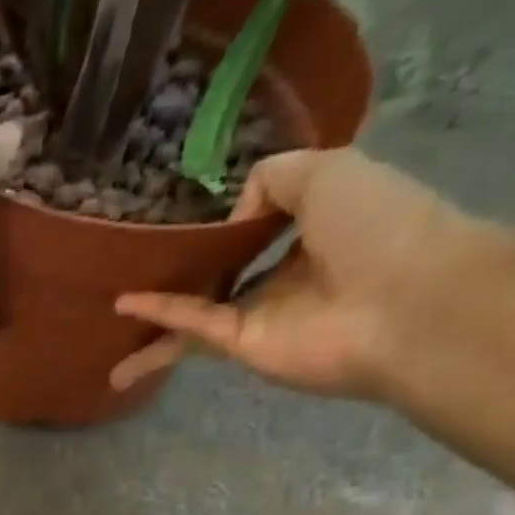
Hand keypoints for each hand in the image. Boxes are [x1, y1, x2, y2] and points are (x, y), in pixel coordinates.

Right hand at [111, 149, 487, 399]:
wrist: (404, 302)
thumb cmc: (378, 224)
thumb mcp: (328, 168)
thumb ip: (272, 178)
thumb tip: (231, 219)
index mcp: (320, 225)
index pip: (267, 220)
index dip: (234, 216)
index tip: (197, 212)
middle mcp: (288, 272)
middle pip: (226, 270)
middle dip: (190, 269)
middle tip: (143, 264)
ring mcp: (263, 314)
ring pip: (199, 308)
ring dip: (158, 310)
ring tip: (110, 308)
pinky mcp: (242, 345)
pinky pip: (194, 324)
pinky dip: (160, 315)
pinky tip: (124, 306)